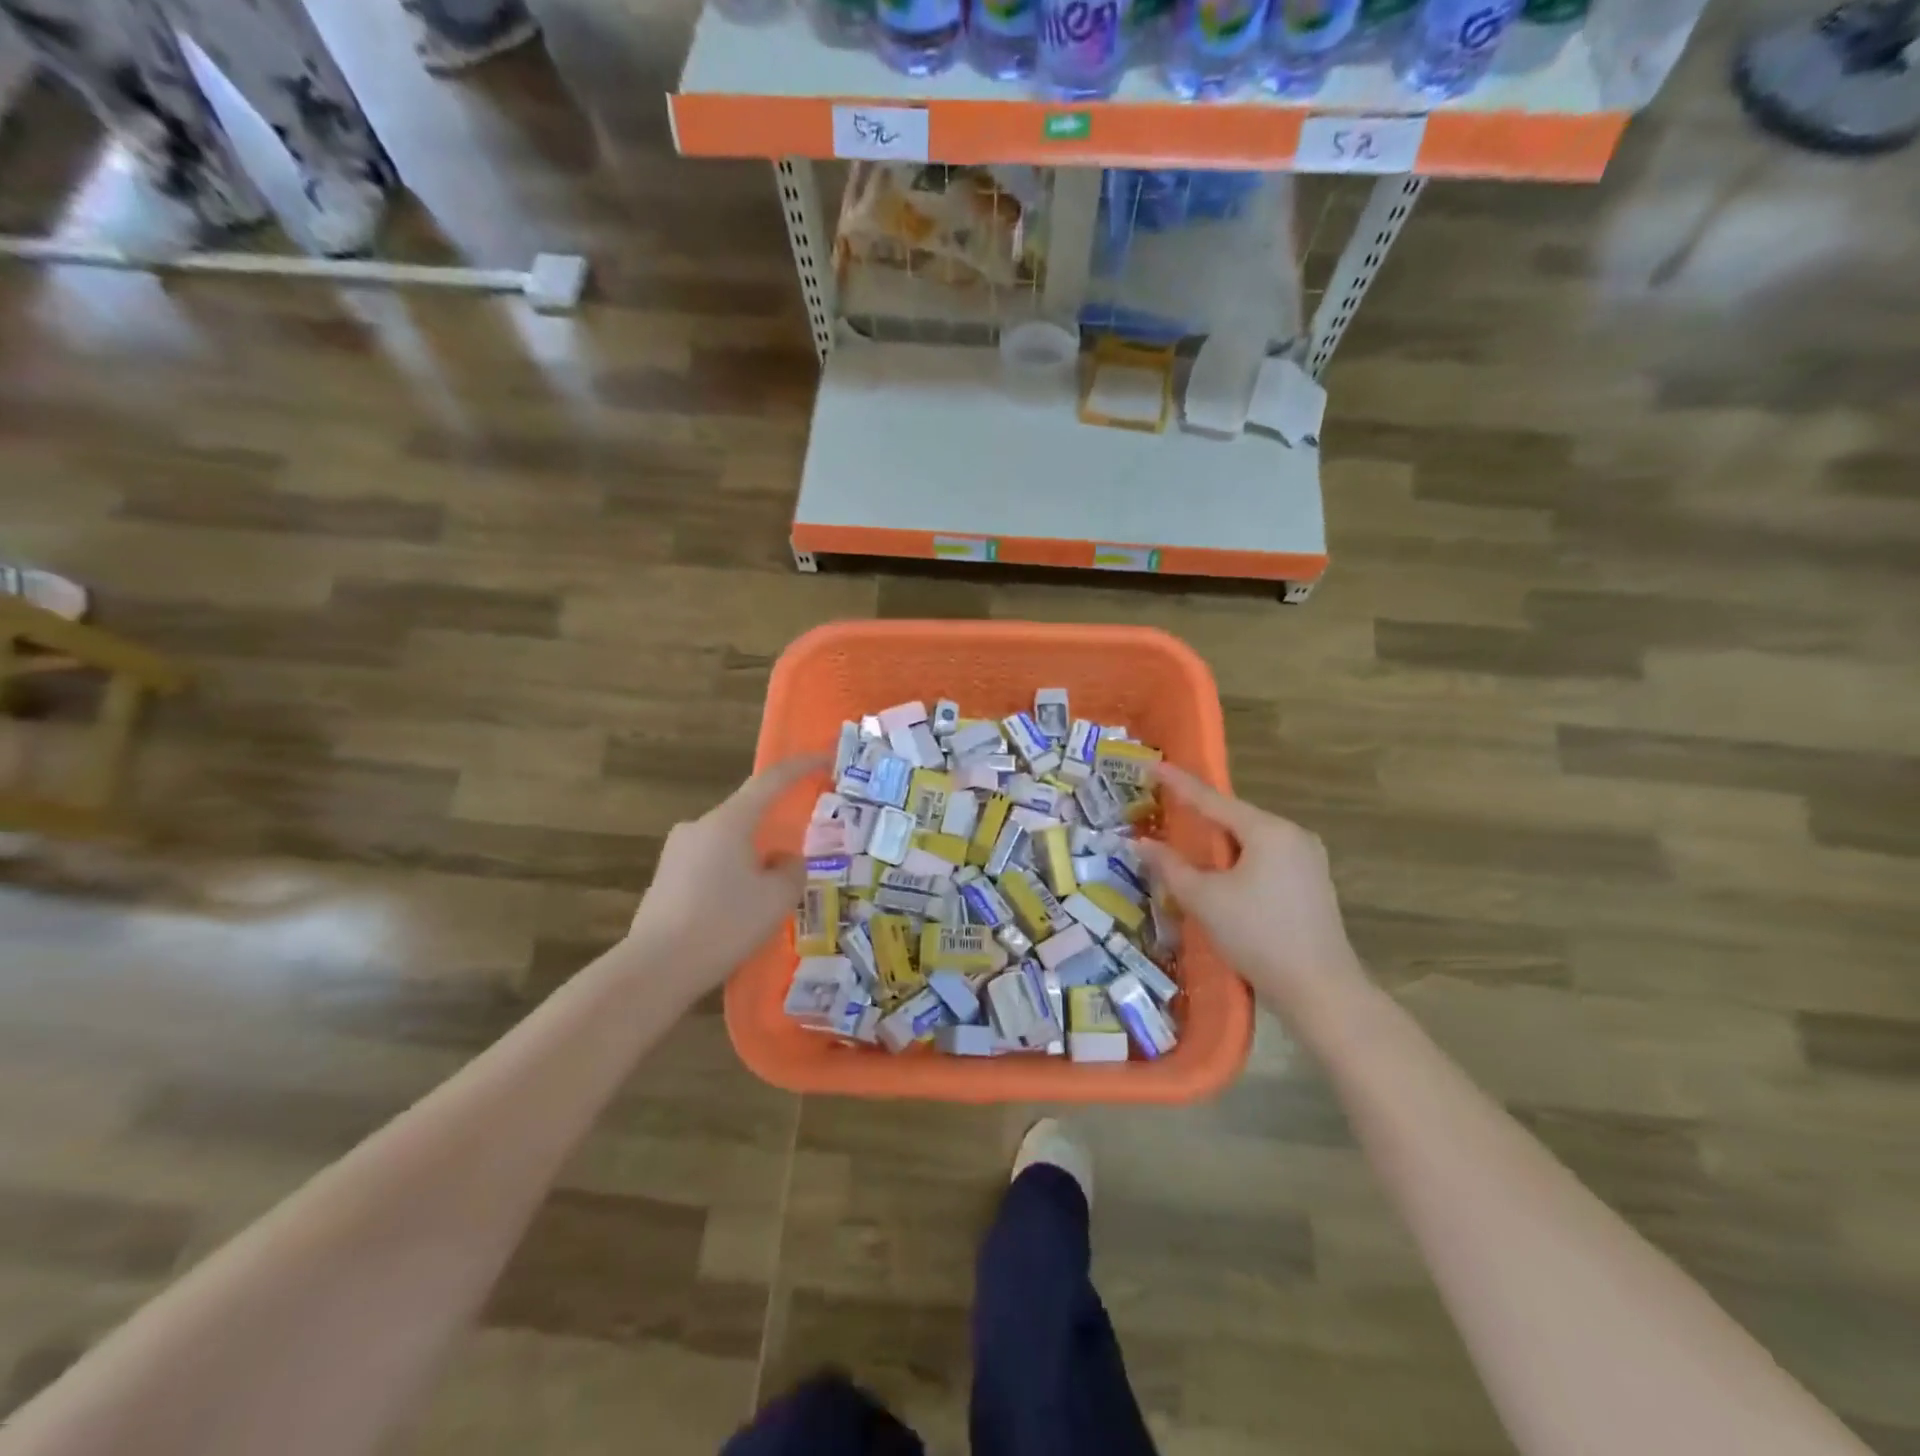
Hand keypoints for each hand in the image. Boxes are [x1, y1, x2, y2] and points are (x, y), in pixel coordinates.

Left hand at [627, 755, 826, 999]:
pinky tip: (736, 916)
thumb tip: (784, 860)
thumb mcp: (776, 898)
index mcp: (728, 822)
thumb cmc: (724, 924)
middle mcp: (698, 827)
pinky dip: (730, 881)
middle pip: (747, 817)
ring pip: (729, 846)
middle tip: (797, 861)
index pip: (770, 782)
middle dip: (774, 833)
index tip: (825, 759)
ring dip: (752, 862)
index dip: (801, 767)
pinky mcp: (664, 880)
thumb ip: (792, 870)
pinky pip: (710, 868)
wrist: (655, 969)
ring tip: (767, 901)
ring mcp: (676, 853)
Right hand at [1136, 764, 1365, 1015]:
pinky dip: (1238, 861)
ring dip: (1218, 843)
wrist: (1320, 990)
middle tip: (1165, 810)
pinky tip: (1222, 876)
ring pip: (1251, 840)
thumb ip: (1170, 866)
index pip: (1211, 799)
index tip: (1152, 764)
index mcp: (1268, 830)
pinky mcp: (1312, 884)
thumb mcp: (1204, 899)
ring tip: (1187, 846)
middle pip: (1234, 818)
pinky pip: (1266, 859)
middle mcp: (1293, 835)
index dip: (1178, 783)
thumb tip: (1139, 844)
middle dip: (1199, 816)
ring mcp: (1308, 860)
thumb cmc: (1258, 936)